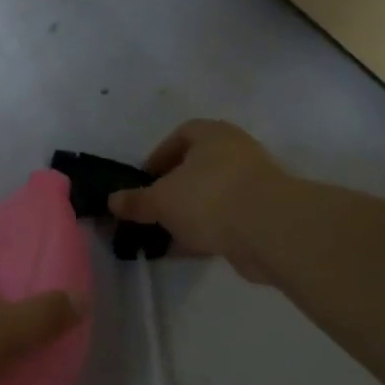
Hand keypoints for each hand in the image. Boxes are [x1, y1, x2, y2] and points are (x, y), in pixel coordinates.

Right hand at [107, 119, 294, 284]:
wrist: (273, 231)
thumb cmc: (209, 198)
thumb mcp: (161, 200)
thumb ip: (136, 201)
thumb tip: (112, 201)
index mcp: (212, 135)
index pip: (181, 135)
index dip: (159, 156)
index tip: (145, 180)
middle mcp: (236, 152)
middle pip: (198, 167)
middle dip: (174, 188)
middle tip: (154, 207)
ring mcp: (255, 184)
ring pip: (213, 195)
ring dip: (191, 212)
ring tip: (168, 232)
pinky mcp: (265, 215)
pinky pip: (228, 219)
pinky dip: (209, 231)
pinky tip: (189, 249)